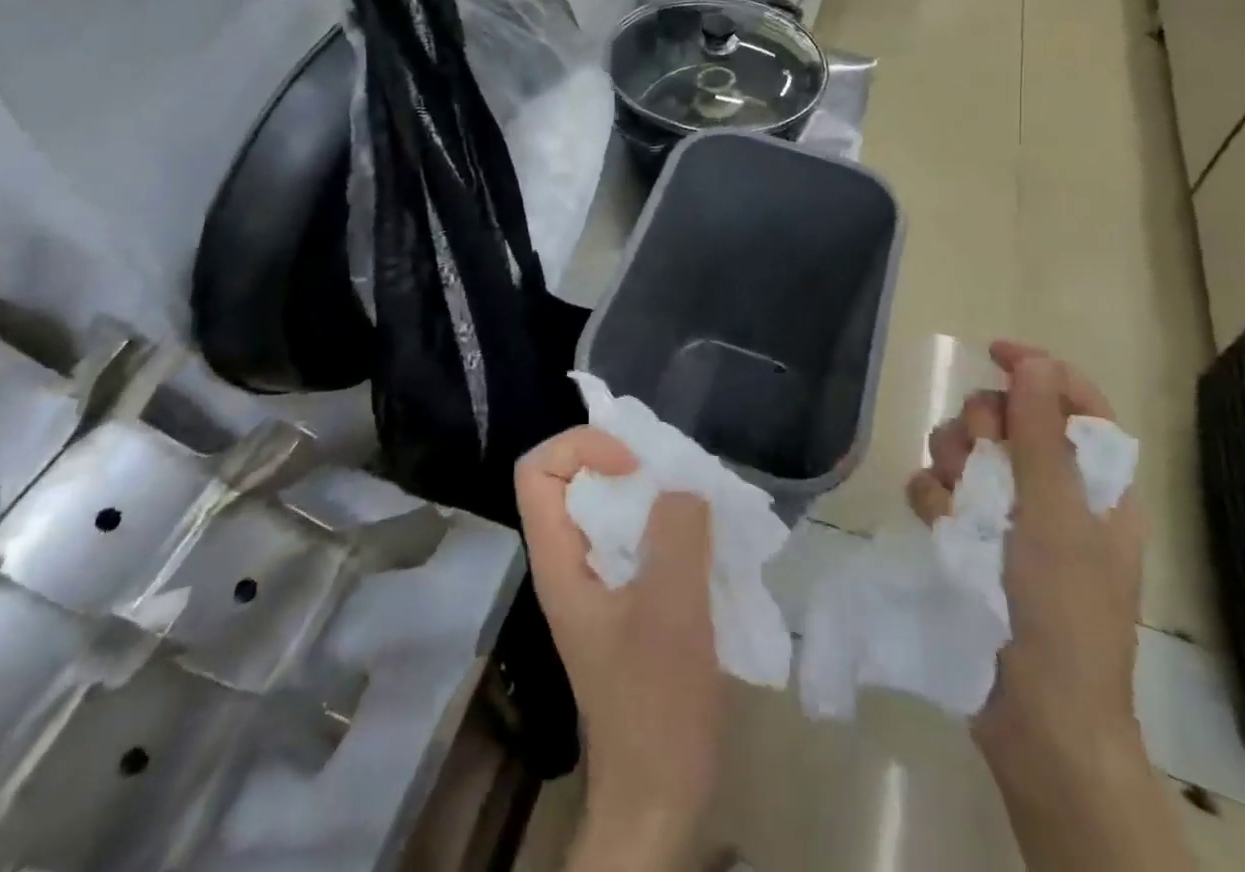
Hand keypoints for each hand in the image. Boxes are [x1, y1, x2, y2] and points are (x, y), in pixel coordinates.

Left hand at [515, 428, 722, 868]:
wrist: (661, 795)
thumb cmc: (656, 705)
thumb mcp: (671, 611)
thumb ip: (676, 536)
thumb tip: (683, 487)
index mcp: (559, 562)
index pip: (538, 471)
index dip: (581, 449)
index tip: (635, 468)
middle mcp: (571, 563)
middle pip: (576, 480)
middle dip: (626, 462)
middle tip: (677, 477)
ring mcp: (600, 583)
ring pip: (612, 508)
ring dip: (654, 494)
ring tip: (699, 503)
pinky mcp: (629, 601)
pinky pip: (640, 538)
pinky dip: (669, 525)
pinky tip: (707, 540)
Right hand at [907, 341, 1146, 791]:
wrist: (1037, 720)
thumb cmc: (1065, 614)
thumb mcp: (1057, 516)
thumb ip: (1040, 435)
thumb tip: (1032, 362)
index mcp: (1096, 485)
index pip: (1073, 402)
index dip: (1038, 370)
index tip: (993, 352)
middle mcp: (1053, 493)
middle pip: (1008, 419)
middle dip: (983, 425)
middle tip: (980, 450)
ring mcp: (1008, 518)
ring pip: (966, 451)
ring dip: (953, 463)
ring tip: (956, 500)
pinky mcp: (969, 540)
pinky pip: (938, 490)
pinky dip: (934, 500)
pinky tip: (938, 524)